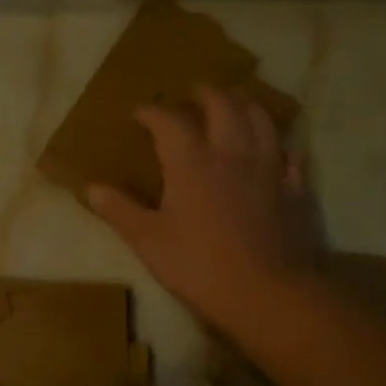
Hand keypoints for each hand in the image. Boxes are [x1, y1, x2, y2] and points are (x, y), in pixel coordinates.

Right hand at [87, 87, 314, 331]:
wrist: (266, 293)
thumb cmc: (198, 266)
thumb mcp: (148, 241)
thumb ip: (119, 210)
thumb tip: (90, 188)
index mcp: (191, 162)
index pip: (169, 120)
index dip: (151, 111)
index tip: (138, 112)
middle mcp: (232, 152)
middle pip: (222, 105)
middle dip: (204, 93)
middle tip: (192, 92)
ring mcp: (268, 168)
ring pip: (261, 119)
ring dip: (245, 105)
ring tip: (235, 104)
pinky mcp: (295, 189)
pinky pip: (289, 154)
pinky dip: (278, 144)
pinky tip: (274, 149)